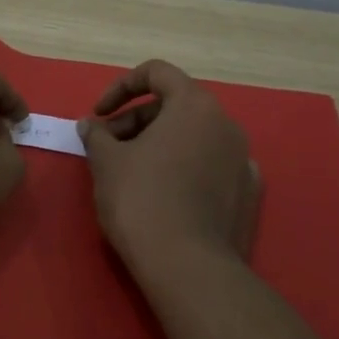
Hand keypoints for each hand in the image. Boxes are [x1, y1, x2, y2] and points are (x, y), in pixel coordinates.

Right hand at [79, 60, 261, 276]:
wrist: (188, 266)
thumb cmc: (141, 200)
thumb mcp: (106, 162)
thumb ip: (97, 136)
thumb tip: (90, 126)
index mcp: (194, 105)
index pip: (157, 72)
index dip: (121, 87)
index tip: (98, 114)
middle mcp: (225, 124)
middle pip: (175, 106)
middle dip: (135, 120)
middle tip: (107, 148)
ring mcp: (242, 159)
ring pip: (193, 137)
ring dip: (159, 144)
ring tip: (131, 172)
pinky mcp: (248, 193)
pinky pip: (210, 166)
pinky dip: (185, 168)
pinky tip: (165, 195)